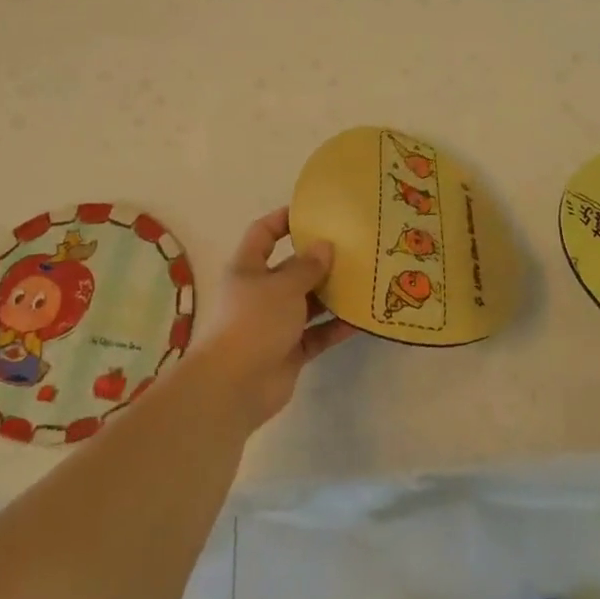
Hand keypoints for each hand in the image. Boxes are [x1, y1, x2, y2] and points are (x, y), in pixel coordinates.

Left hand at [189, 208, 358, 430]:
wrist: (234, 386)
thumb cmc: (254, 322)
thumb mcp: (282, 286)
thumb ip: (307, 266)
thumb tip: (324, 246)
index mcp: (248, 268)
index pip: (263, 233)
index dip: (284, 219)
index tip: (314, 212)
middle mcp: (260, 293)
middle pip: (291, 269)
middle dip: (319, 260)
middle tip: (354, 248)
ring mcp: (275, 324)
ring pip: (308, 302)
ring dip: (332, 294)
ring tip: (365, 280)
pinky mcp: (289, 351)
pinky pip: (317, 333)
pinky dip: (335, 327)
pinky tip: (362, 319)